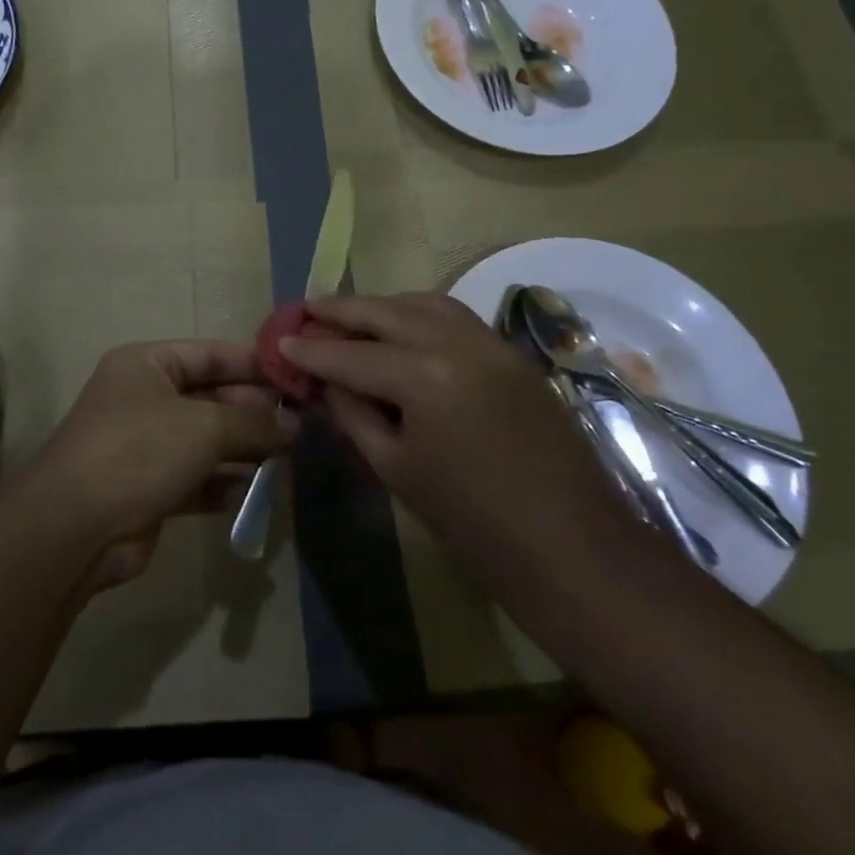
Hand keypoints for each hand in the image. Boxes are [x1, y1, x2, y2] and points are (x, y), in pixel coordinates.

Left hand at [18, 342, 297, 589]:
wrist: (75, 529)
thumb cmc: (139, 451)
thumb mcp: (203, 426)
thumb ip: (253, 423)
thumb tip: (295, 425)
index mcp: (147, 364)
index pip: (210, 354)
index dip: (253, 364)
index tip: (296, 378)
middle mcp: (145, 398)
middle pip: (212, 397)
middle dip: (255, 412)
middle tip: (303, 425)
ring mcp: (147, 445)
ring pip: (208, 441)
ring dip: (246, 450)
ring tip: (292, 457)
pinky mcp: (151, 489)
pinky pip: (199, 478)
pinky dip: (228, 484)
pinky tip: (262, 492)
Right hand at [282, 293, 622, 581]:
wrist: (574, 551)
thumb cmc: (474, 524)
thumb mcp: (396, 469)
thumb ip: (354, 414)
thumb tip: (324, 382)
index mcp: (424, 375)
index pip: (351, 354)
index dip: (311, 350)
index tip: (280, 340)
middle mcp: (457, 342)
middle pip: (386, 312)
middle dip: (341, 309)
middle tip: (306, 308)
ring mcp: (491, 342)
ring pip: (423, 303)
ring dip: (383, 305)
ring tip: (351, 314)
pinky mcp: (512, 353)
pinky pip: (455, 317)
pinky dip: (420, 313)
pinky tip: (403, 328)